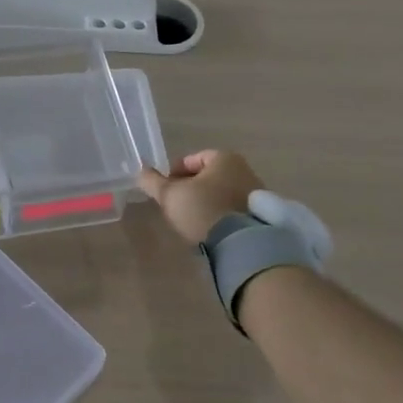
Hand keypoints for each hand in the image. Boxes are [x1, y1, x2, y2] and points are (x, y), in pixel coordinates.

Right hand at [137, 149, 266, 244]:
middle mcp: (244, 169)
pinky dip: (220, 213)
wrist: (241, 244)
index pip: (192, 159)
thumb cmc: (203, 210)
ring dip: (205, 201)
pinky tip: (210, 228)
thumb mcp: (170, 195)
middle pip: (208, 176)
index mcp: (224, 158)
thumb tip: (141, 171)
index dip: (174, 173)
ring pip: (221, 192)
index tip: (165, 191)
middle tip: (177, 205)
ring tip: (192, 219)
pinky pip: (233, 208)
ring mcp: (256, 192)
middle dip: (190, 188)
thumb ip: (152, 181)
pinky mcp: (261, 214)